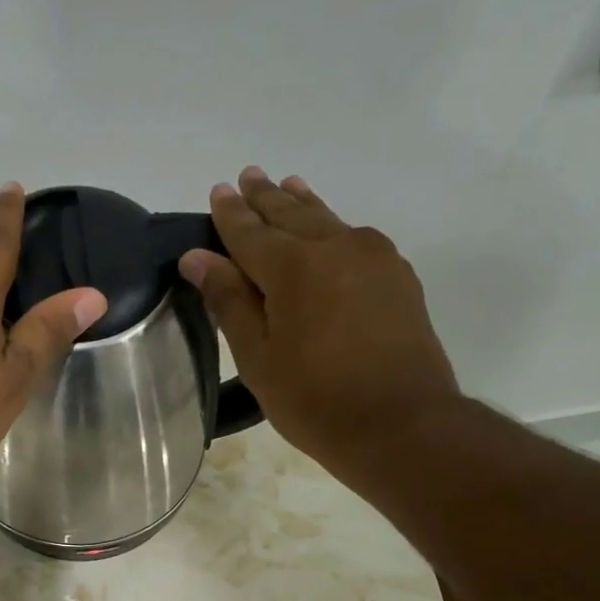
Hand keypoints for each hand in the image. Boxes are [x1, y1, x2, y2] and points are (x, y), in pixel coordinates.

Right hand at [179, 167, 459, 486]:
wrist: (402, 424)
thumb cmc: (315, 400)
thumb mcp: (258, 358)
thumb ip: (230, 301)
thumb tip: (197, 257)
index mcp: (292, 267)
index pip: (250, 231)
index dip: (230, 214)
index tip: (218, 191)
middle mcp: (335, 247)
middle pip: (292, 213)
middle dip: (265, 197)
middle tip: (248, 176)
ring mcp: (374, 258)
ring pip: (328, 220)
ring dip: (302, 203)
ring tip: (287, 185)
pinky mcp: (398, 276)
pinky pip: (356, 238)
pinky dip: (333, 227)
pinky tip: (331, 230)